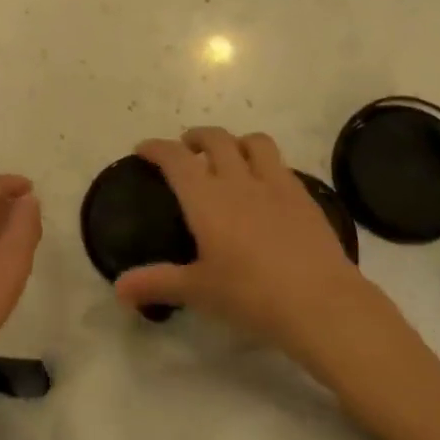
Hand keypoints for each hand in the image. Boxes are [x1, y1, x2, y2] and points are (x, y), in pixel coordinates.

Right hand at [116, 129, 411, 370]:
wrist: (321, 303)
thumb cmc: (251, 295)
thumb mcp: (198, 291)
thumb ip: (157, 283)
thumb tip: (119, 289)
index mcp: (206, 198)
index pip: (175, 158)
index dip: (156, 148)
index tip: (143, 149)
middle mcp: (238, 180)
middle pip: (216, 139)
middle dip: (196, 137)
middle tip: (186, 149)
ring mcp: (275, 184)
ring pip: (253, 142)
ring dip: (235, 142)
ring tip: (229, 157)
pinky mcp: (304, 196)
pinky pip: (281, 164)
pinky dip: (265, 164)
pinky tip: (264, 187)